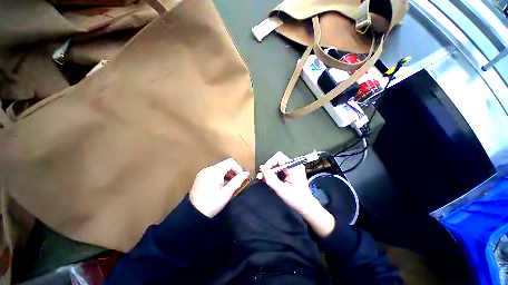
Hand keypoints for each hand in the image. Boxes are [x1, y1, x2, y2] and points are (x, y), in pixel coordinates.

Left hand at [189, 158, 249, 217]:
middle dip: (233, 172)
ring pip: (220, 168)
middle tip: (235, 183)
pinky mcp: (201, 177)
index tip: (240, 178)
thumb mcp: (226, 193)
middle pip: (225, 165)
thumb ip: (237, 181)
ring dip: (227, 175)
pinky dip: (220, 177)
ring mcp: (203, 173)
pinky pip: (214, 172)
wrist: (192, 214)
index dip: (238, 168)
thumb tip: (246, 173)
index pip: (230, 162)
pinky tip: (221, 187)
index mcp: (214, 172)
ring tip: (228, 186)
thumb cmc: (210, 205)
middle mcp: (208, 169)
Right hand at [259, 152, 314, 212]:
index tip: (264, 171)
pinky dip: (274, 174)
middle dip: (269, 168)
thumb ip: (271, 179)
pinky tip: (272, 180)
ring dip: (271, 171)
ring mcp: (293, 168)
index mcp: (294, 167)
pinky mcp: (291, 171)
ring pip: (277, 164)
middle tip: (263, 176)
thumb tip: (262, 169)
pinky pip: (280, 169)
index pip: (279, 157)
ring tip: (267, 180)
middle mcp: (294, 165)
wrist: (306, 205)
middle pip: (277, 160)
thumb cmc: (297, 199)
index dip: (270, 163)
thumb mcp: (281, 190)